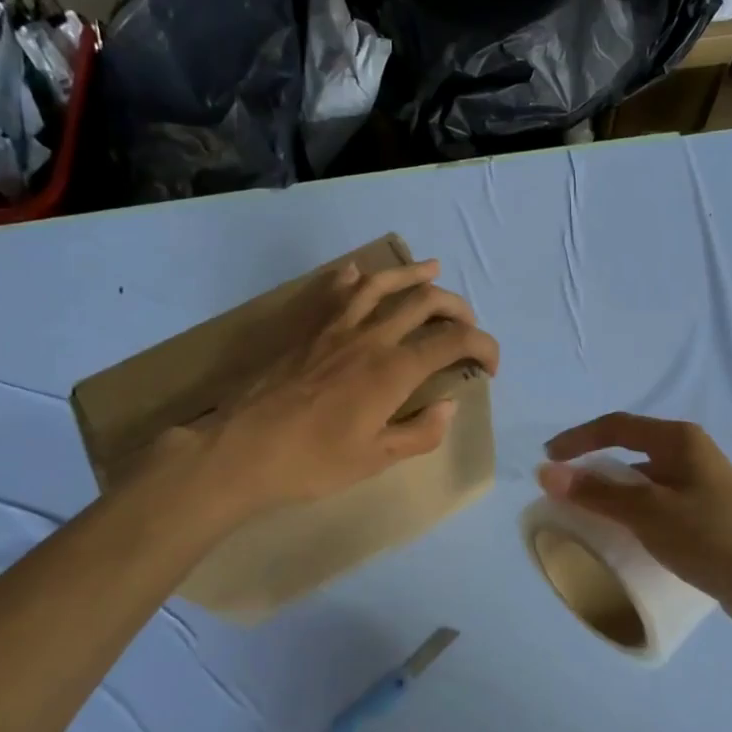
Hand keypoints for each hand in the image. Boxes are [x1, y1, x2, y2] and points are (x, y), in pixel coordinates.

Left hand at [199, 258, 499, 512]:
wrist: (242, 450)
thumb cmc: (313, 462)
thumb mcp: (376, 459)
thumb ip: (421, 431)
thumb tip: (449, 404)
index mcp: (393, 370)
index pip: (454, 341)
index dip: (483, 346)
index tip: (489, 367)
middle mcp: (371, 336)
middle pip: (425, 302)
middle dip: (458, 308)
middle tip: (468, 326)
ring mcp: (335, 326)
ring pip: (382, 283)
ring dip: (413, 274)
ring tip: (433, 269)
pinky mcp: (307, 327)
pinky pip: (334, 289)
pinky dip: (354, 277)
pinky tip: (360, 274)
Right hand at [539, 414, 731, 630]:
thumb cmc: (712, 538)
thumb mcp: (649, 512)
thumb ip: (597, 492)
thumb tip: (546, 473)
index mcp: (680, 440)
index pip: (617, 426)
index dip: (578, 439)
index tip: (547, 460)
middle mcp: (691, 455)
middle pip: (630, 453)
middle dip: (593, 470)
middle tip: (563, 495)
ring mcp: (700, 487)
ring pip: (643, 483)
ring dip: (612, 496)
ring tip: (585, 520)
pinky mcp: (705, 517)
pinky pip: (656, 507)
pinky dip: (632, 516)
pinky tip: (622, 540)